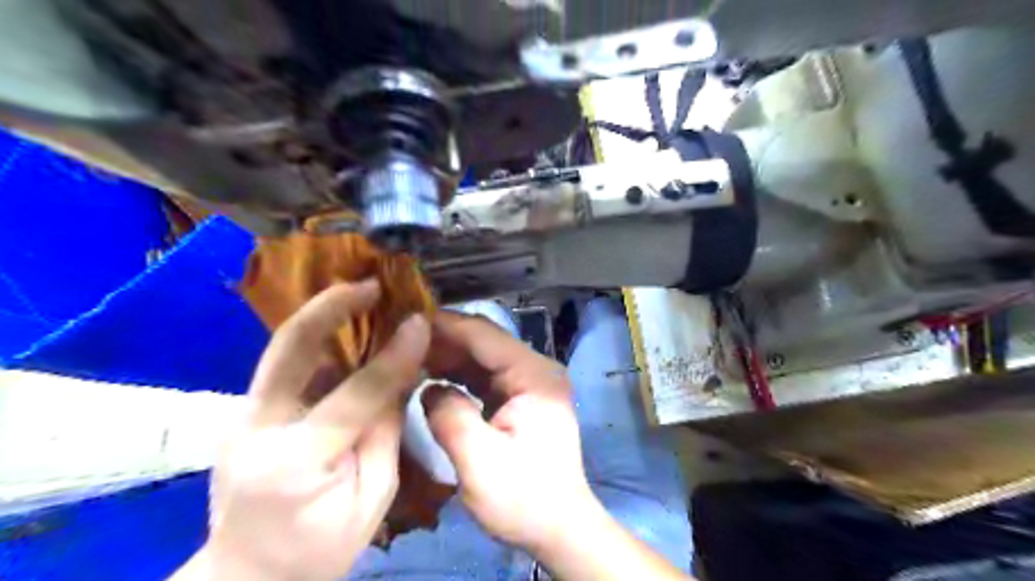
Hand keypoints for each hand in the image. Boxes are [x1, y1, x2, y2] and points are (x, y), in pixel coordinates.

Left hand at [185, 281, 431, 580]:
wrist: (247, 578)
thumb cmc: (320, 547)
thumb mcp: (373, 498)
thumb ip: (385, 431)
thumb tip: (398, 375)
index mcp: (298, 460)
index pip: (356, 393)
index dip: (394, 354)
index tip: (420, 322)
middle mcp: (257, 428)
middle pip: (289, 349)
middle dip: (331, 306)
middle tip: (370, 284)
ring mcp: (241, 419)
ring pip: (281, 350)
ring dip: (323, 317)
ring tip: (361, 297)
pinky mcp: (243, 414)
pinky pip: (284, 366)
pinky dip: (316, 342)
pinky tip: (344, 332)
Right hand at [419, 314, 598, 554]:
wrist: (559, 527)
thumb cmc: (524, 499)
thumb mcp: (480, 463)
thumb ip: (450, 417)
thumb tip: (428, 388)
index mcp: (534, 376)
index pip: (485, 335)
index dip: (445, 325)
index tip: (405, 319)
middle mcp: (536, 369)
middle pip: (485, 341)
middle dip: (443, 339)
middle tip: (399, 339)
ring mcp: (530, 382)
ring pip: (482, 356)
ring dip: (448, 355)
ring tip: (408, 354)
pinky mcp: (521, 397)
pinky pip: (485, 375)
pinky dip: (458, 373)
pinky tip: (430, 375)